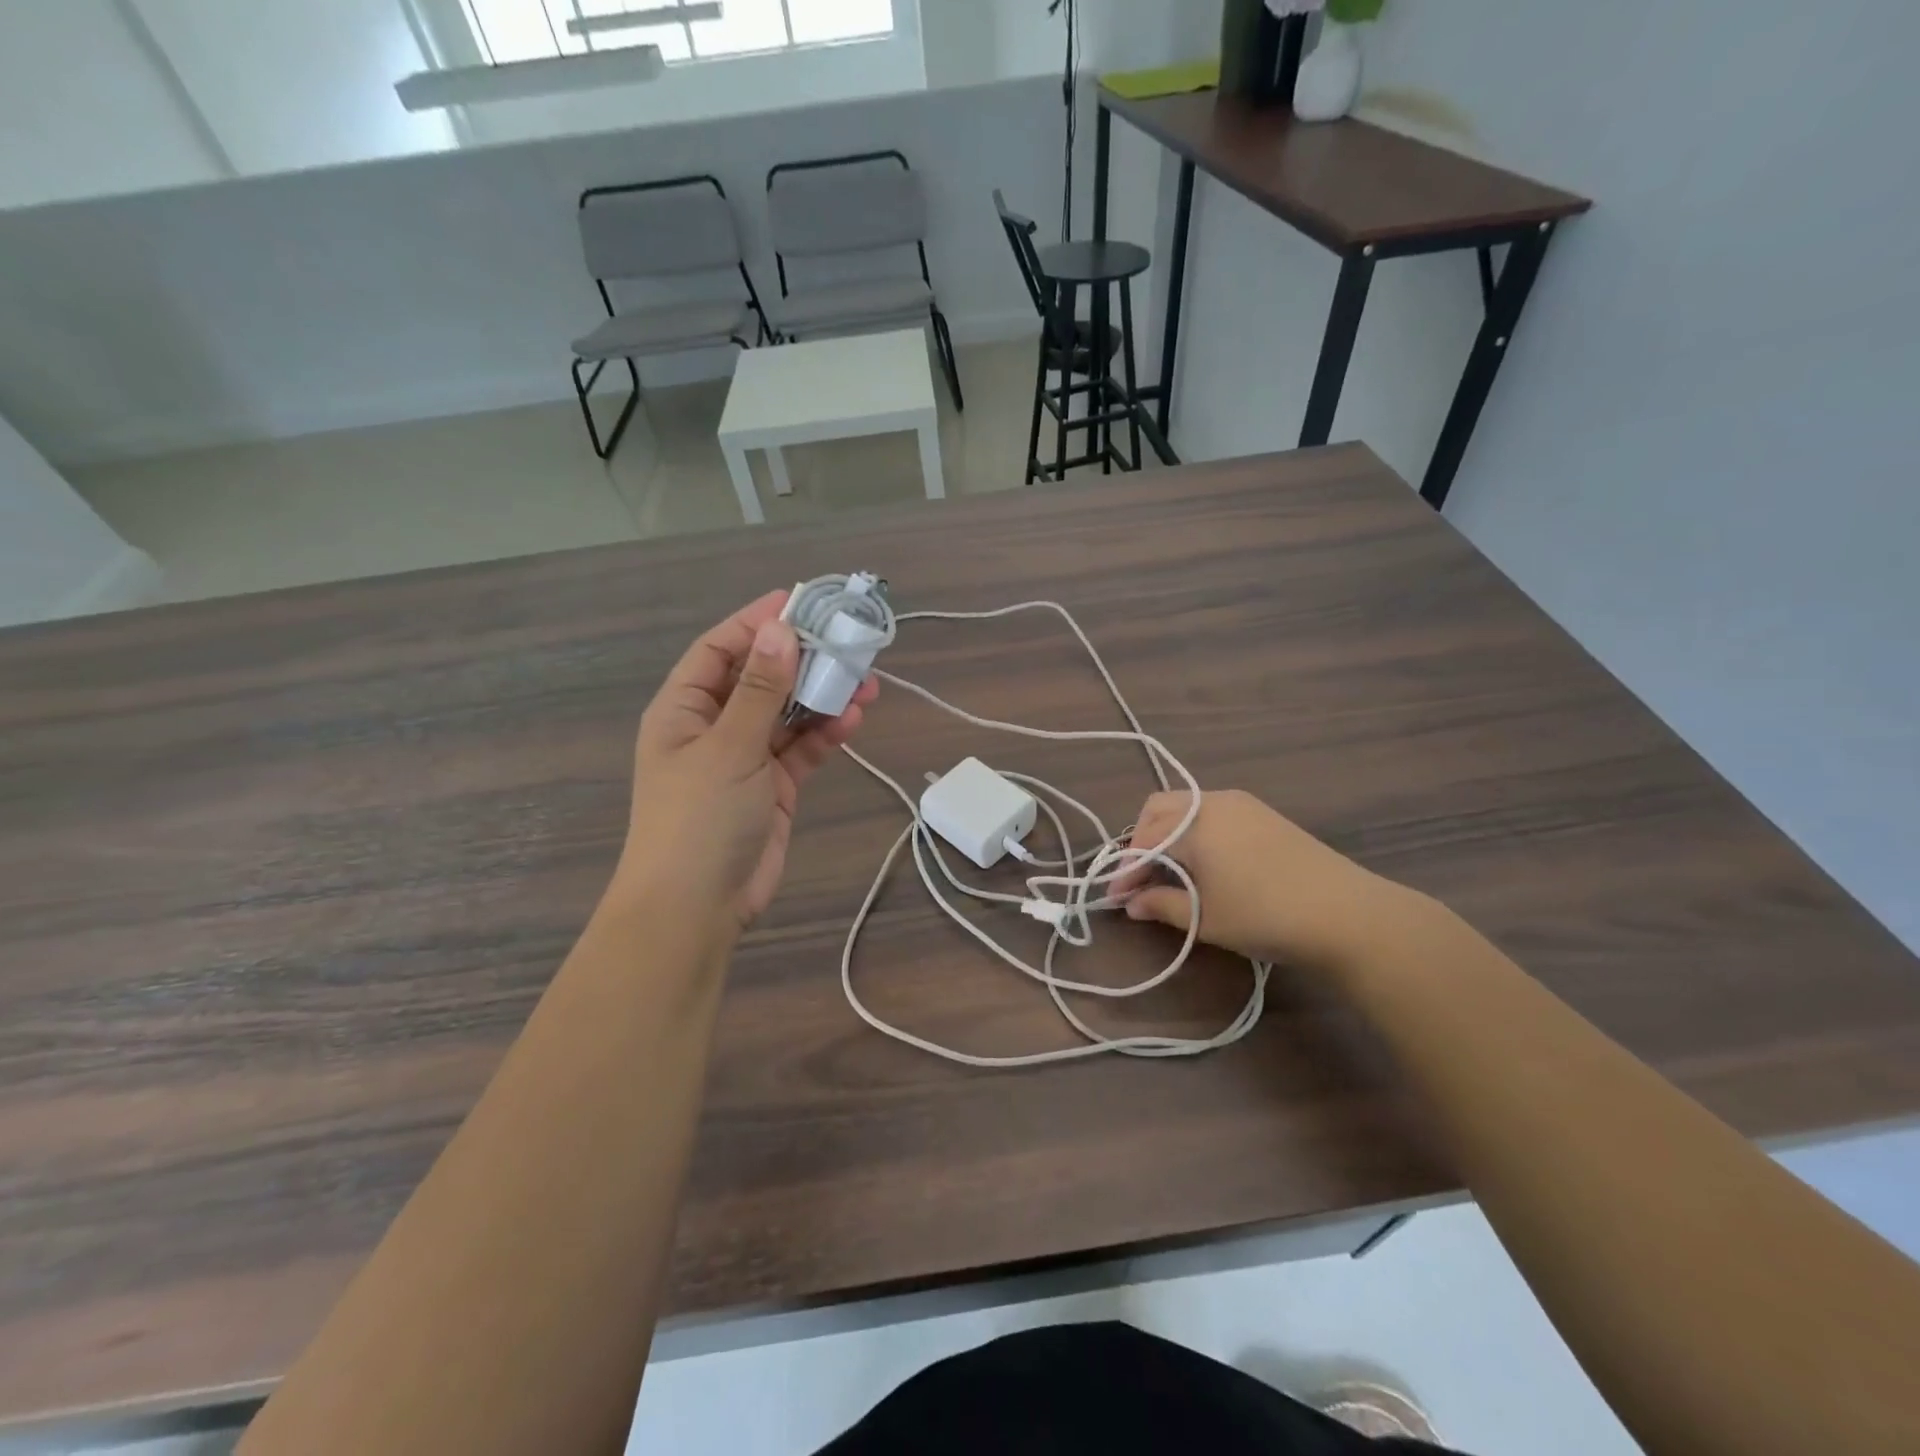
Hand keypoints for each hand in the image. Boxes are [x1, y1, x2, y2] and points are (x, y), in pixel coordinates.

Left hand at [616, 590, 877, 932]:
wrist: (697, 907)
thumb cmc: (699, 818)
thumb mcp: (729, 747)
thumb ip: (760, 689)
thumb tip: (780, 629)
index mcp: (684, 709)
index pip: (721, 649)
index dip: (757, 622)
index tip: (800, 600)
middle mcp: (713, 727)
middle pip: (761, 678)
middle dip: (803, 660)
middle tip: (849, 642)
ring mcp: (745, 758)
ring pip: (788, 713)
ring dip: (822, 697)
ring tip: (866, 684)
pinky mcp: (773, 787)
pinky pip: (801, 748)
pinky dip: (824, 734)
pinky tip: (851, 721)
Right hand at [1111, 789, 1420, 973]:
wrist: (1347, 914)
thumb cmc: (1265, 916)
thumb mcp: (1206, 918)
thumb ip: (1163, 905)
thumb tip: (1132, 904)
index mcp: (1194, 823)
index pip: (1144, 841)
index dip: (1126, 871)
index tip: (1117, 898)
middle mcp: (1213, 802)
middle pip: (1159, 810)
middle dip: (1141, 841)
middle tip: (1140, 878)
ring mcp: (1242, 804)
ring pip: (1187, 807)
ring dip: (1168, 834)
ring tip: (1169, 871)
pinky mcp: (1264, 814)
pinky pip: (1212, 812)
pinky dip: (1195, 831)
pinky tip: (1204, 862)